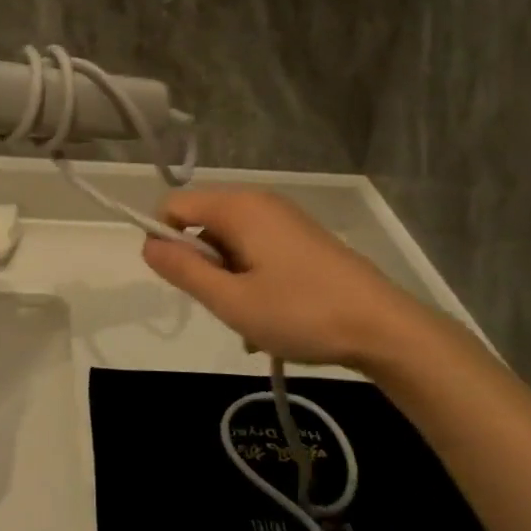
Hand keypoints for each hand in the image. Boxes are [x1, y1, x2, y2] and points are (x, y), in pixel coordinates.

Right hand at [139, 190, 439, 370]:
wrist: (384, 327)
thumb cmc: (301, 312)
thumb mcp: (231, 300)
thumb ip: (183, 270)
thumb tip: (146, 244)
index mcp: (238, 207)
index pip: (174, 206)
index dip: (165, 242)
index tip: (182, 282)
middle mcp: (260, 202)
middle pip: (203, 225)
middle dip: (202, 266)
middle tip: (225, 305)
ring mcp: (284, 220)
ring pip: (230, 244)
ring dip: (228, 280)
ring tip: (250, 321)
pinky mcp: (302, 239)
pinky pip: (257, 252)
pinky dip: (252, 280)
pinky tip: (271, 319)